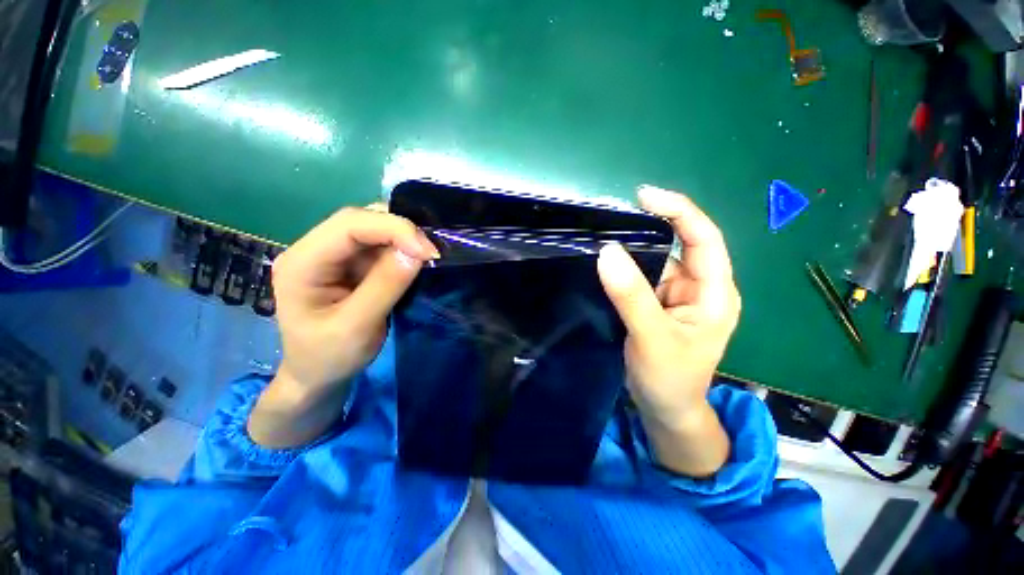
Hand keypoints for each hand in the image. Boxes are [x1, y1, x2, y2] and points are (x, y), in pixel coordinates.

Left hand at [249, 207, 437, 447]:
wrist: (318, 375)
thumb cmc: (329, 357)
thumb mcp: (357, 327)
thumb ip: (385, 286)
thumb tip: (416, 251)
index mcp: (302, 263)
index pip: (348, 225)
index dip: (393, 229)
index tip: (427, 252)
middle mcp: (314, 250)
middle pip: (360, 221)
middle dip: (400, 231)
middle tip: (431, 253)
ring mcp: (333, 255)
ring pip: (373, 230)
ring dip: (404, 239)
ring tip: (428, 256)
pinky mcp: (350, 264)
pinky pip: (380, 246)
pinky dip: (402, 249)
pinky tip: (416, 260)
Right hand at [597, 186, 740, 476]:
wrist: (664, 409)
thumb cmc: (670, 379)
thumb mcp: (652, 337)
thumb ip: (631, 296)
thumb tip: (608, 251)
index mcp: (714, 293)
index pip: (703, 239)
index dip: (679, 211)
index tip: (644, 196)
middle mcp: (698, 288)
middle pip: (677, 245)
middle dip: (650, 227)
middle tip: (613, 217)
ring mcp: (675, 296)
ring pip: (654, 261)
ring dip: (631, 250)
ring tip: (602, 238)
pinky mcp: (656, 304)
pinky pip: (640, 277)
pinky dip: (624, 268)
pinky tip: (605, 264)